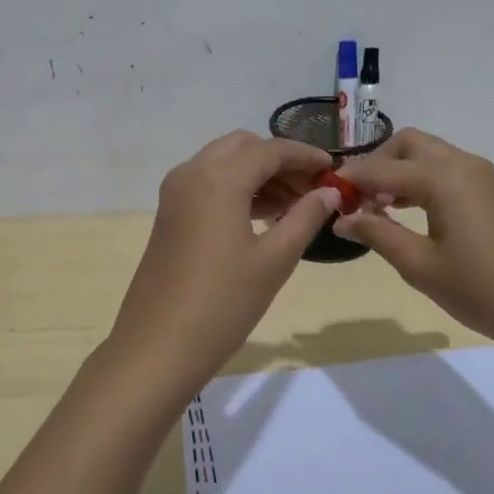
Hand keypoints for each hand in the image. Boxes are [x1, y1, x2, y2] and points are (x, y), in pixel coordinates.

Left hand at [109, 132, 340, 397]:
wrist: (159, 346)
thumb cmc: (223, 304)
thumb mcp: (274, 261)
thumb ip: (305, 218)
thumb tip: (330, 193)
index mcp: (218, 178)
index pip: (270, 150)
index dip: (306, 156)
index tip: (334, 170)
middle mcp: (192, 173)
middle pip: (243, 147)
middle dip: (280, 160)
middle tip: (313, 188)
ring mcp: (175, 193)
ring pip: (224, 163)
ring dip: (259, 174)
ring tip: (296, 206)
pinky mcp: (169, 213)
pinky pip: (208, 183)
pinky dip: (237, 188)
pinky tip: (264, 216)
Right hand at [336, 129, 493, 353]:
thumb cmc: (480, 290)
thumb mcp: (419, 265)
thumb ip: (377, 233)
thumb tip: (341, 218)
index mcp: (443, 177)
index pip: (382, 167)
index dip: (351, 179)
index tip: (325, 193)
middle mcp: (463, 164)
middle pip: (409, 144)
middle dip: (378, 163)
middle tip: (357, 198)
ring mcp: (482, 177)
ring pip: (429, 155)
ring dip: (400, 171)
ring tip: (378, 208)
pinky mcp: (492, 192)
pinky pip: (447, 171)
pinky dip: (421, 181)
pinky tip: (409, 212)